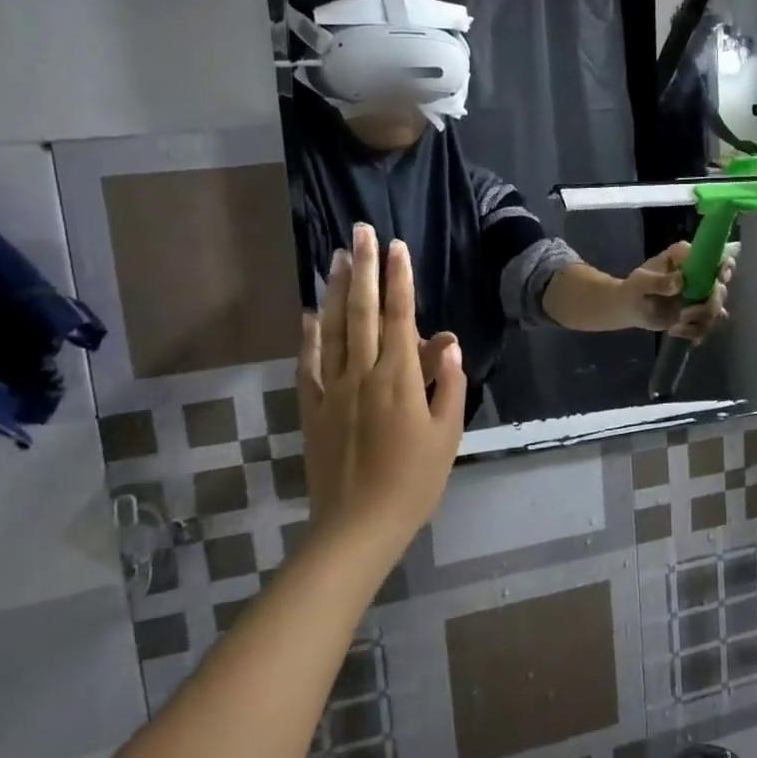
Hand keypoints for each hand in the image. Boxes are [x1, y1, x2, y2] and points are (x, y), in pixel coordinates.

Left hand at [296, 223, 466, 544]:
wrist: (358, 525)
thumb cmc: (414, 480)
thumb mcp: (447, 434)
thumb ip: (447, 383)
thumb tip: (447, 340)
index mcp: (399, 379)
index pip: (400, 317)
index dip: (399, 279)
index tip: (398, 247)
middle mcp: (363, 374)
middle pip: (363, 311)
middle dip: (364, 268)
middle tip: (361, 232)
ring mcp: (333, 390)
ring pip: (333, 329)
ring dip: (336, 290)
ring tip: (336, 257)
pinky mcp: (312, 408)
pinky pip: (308, 364)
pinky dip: (309, 335)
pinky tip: (310, 313)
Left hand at [625, 241, 734, 339]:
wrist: (629, 307)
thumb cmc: (635, 287)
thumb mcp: (641, 282)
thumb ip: (658, 281)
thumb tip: (679, 281)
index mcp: (688, 259)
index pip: (716, 256)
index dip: (724, 266)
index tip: (718, 279)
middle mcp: (700, 277)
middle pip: (721, 287)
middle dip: (710, 302)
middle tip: (687, 312)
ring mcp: (700, 297)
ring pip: (717, 309)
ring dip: (700, 319)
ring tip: (676, 324)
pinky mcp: (697, 316)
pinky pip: (706, 325)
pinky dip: (693, 331)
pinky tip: (674, 330)